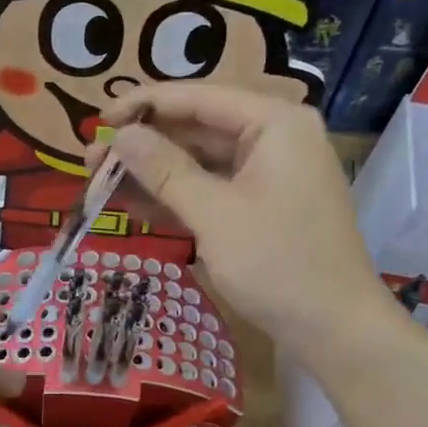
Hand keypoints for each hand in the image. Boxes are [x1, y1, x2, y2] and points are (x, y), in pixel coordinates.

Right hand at [88, 83, 387, 361]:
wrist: (336, 329)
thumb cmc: (278, 264)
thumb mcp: (214, 214)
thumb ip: (164, 169)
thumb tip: (120, 135)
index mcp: (275, 123)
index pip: (198, 97)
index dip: (143, 106)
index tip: (98, 121)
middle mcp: (275, 138)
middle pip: (198, 127)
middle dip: (144, 144)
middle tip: (92, 161)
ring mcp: (271, 173)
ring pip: (201, 161)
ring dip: (154, 172)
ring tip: (101, 183)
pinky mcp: (264, 205)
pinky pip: (213, 188)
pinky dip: (177, 196)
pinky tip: (134, 204)